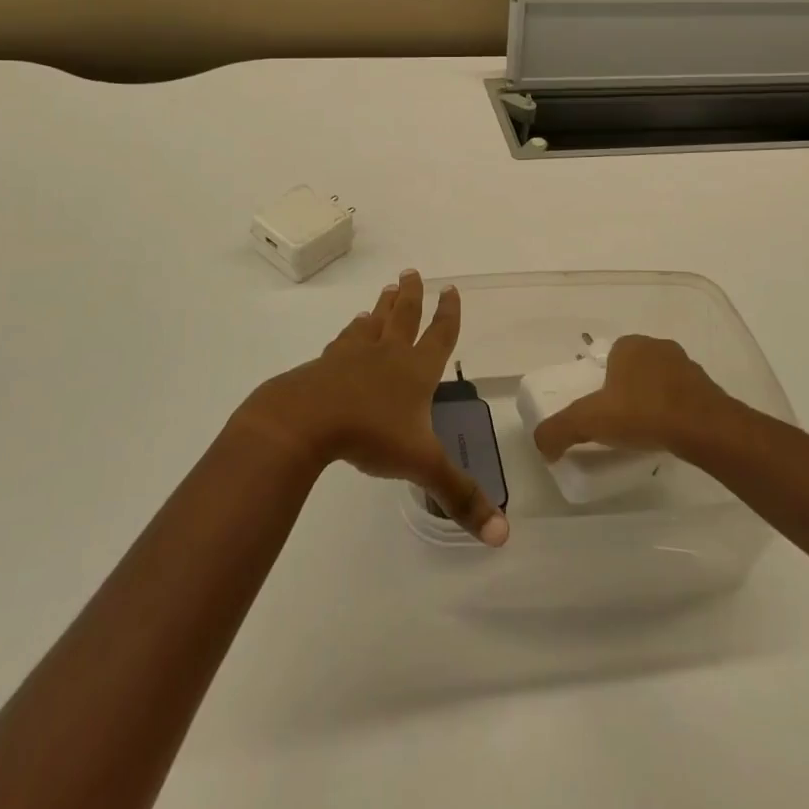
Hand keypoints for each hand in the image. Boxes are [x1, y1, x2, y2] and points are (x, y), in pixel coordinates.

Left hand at [239, 270, 508, 546]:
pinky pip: (344, 341)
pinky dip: (351, 332)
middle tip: (412, 272)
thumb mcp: (421, 466)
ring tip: (386, 293)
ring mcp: (353, 356)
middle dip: (412, 296)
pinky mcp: (325, 365)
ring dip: (383, 307)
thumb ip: (460, 497)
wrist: (307, 420)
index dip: (448, 314)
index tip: (451, 289)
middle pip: (403, 318)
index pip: (439, 336)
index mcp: (415, 371)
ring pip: (373, 323)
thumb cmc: (370, 435)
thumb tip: (502, 536)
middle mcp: (388, 355)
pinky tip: (350, 330)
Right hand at [532, 335, 733, 461]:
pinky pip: (682, 397)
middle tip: (619, 423)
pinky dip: (674, 411)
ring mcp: (686, 366)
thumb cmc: (642, 413)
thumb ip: (559, 430)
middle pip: (634, 369)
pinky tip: (669, 433)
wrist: (703, 428)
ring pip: (660, 381)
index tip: (600, 410)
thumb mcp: (589, 421)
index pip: (609, 358)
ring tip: (645, 431)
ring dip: (652, 400)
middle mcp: (657, 347)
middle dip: (627, 390)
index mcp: (629, 345)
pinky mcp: (707, 388)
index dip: (602, 383)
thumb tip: (540, 444)